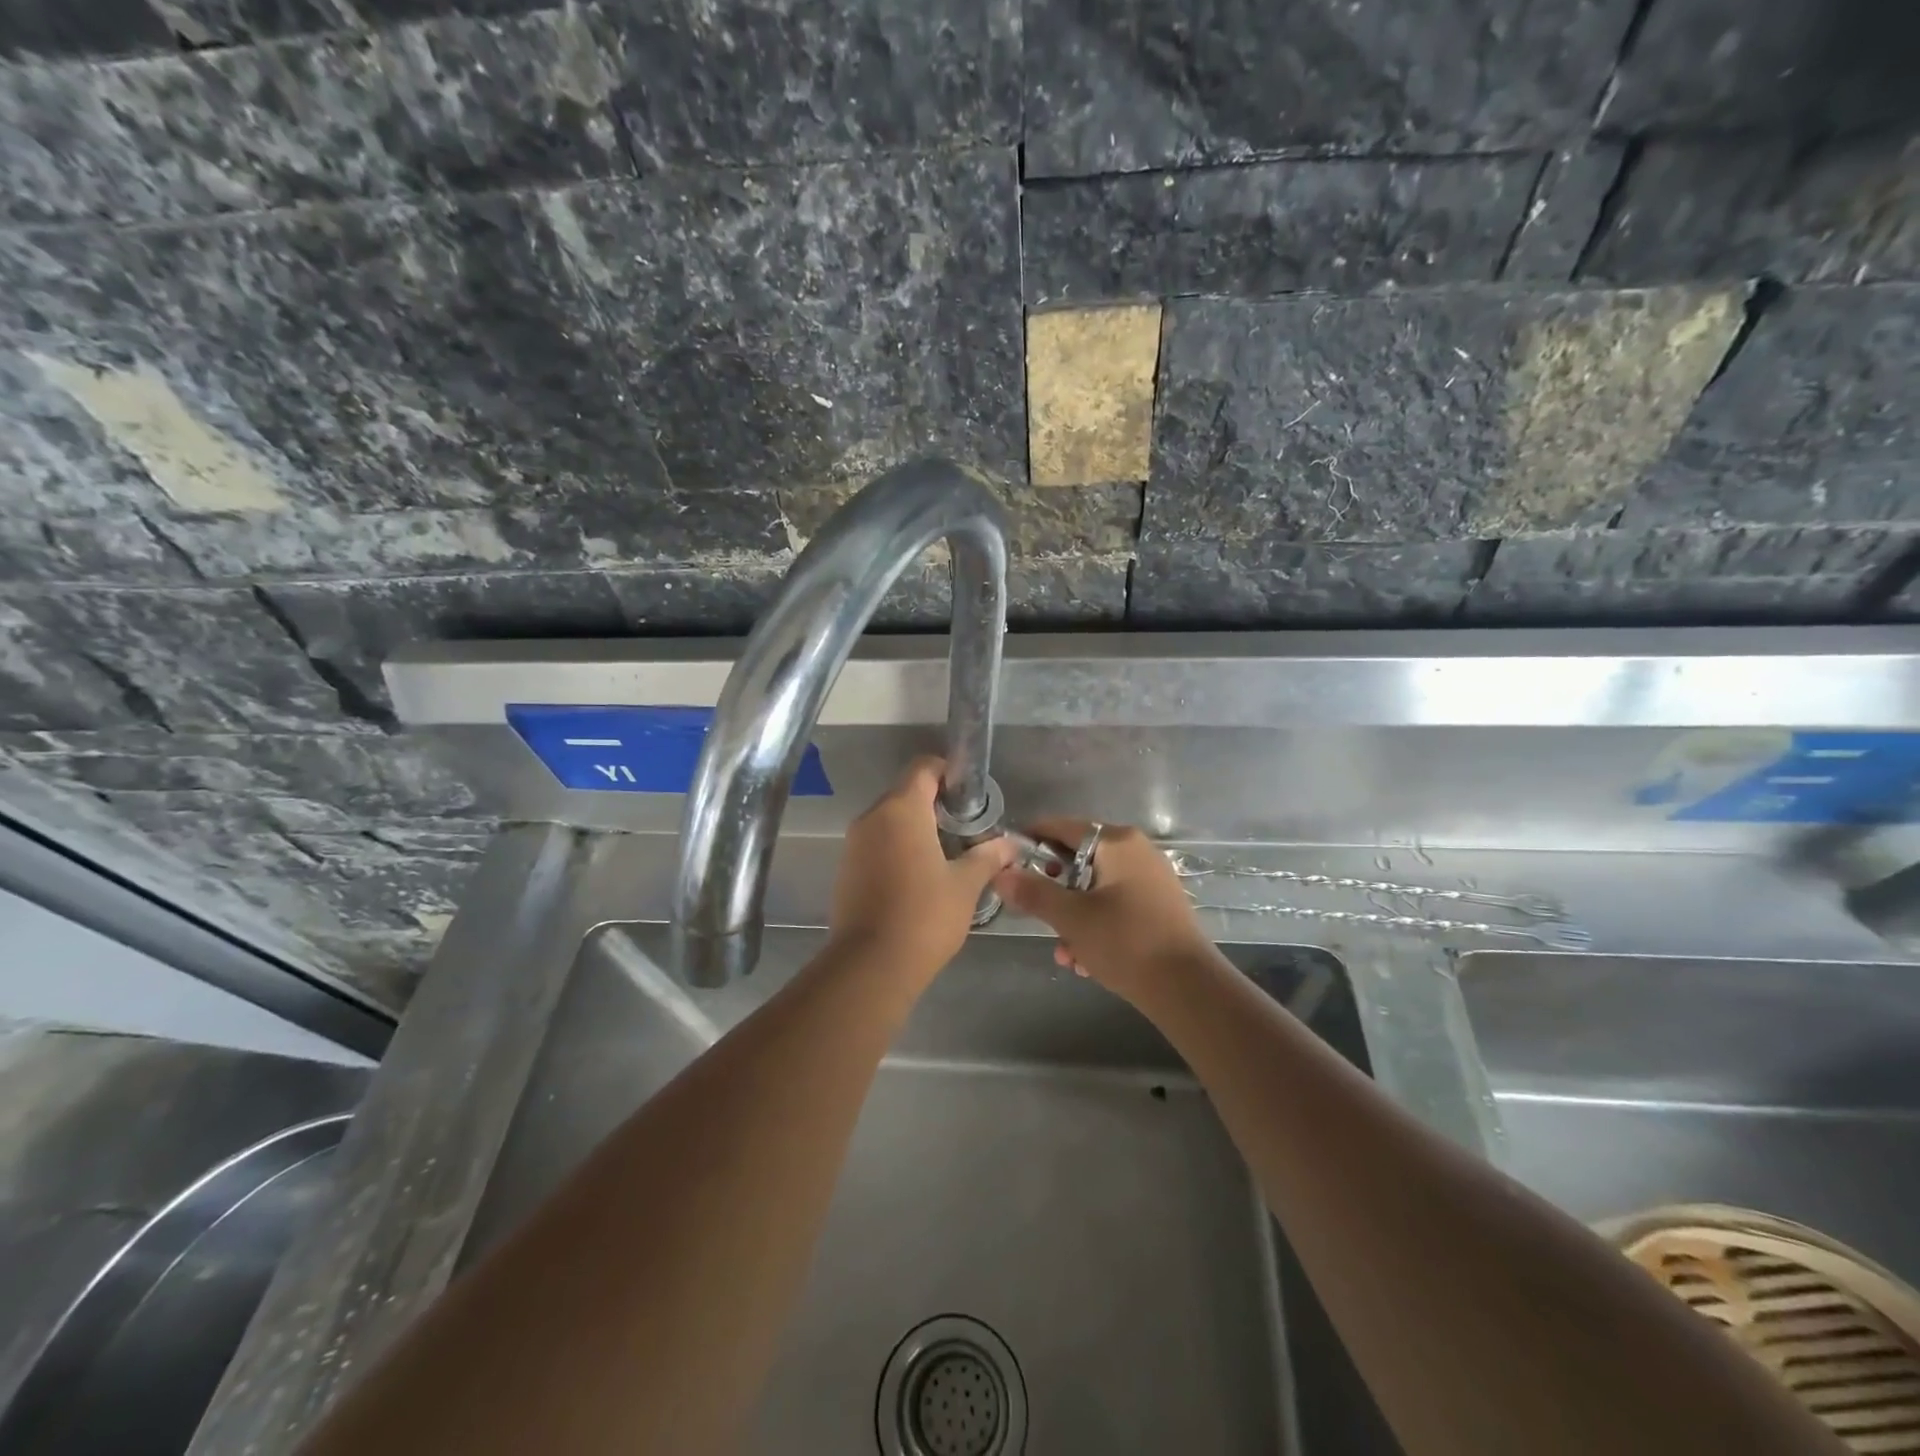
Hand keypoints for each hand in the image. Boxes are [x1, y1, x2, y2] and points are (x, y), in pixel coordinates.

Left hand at [827, 757, 1017, 983]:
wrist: (870, 965)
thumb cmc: (924, 916)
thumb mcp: (965, 885)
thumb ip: (988, 857)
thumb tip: (1011, 844)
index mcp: (902, 809)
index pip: (924, 768)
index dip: (949, 773)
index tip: (971, 796)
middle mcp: (872, 817)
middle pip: (906, 792)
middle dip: (936, 804)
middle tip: (965, 829)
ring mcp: (854, 843)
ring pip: (889, 819)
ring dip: (916, 828)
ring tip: (946, 855)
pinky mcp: (846, 868)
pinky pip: (876, 843)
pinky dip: (897, 848)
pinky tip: (918, 877)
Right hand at [992, 820, 1219, 1003]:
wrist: (1188, 988)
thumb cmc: (1125, 942)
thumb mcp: (1071, 917)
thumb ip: (1033, 892)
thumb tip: (1000, 874)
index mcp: (1117, 842)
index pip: (1062, 827)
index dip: (1031, 840)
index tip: (1006, 860)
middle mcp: (1136, 852)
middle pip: (1078, 860)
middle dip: (1054, 891)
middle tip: (1036, 914)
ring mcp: (1150, 879)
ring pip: (1095, 889)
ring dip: (1073, 918)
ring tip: (1064, 953)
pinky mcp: (1158, 906)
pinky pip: (1115, 906)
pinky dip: (1096, 926)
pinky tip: (1086, 961)